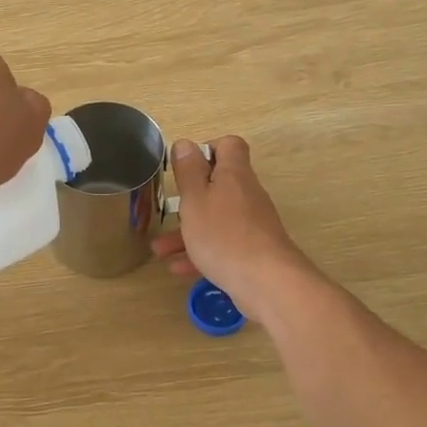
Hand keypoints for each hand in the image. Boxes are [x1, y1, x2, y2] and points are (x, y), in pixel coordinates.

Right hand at [151, 136, 312, 318]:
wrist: (266, 282)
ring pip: (215, 219)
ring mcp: (252, 224)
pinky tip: (178, 269)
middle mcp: (246, 195)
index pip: (229, 146)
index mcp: (234, 175)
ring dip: (187, 232)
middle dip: (189, 200)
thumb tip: (186, 143)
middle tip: (169, 209)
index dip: (207, 150)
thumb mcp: (195, 200)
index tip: (186, 167)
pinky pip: (222, 245)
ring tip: (160, 250)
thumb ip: (188, 171)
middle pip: (218, 186)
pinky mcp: (252, 251)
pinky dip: (200, 253)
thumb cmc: (223, 235)